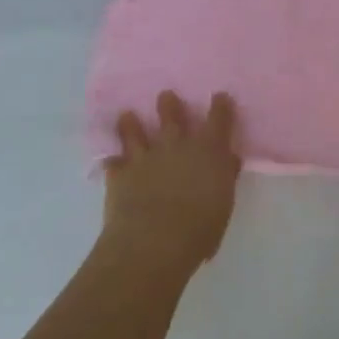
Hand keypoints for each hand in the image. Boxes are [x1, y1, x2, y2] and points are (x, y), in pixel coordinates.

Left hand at [102, 91, 241, 278]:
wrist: (155, 241)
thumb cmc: (200, 227)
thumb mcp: (224, 203)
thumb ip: (225, 177)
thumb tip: (227, 160)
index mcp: (209, 150)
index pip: (219, 119)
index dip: (220, 106)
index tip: (219, 97)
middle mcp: (177, 145)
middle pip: (172, 116)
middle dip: (169, 105)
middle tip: (166, 96)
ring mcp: (145, 157)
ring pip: (135, 132)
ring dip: (132, 124)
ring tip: (127, 115)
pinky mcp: (120, 174)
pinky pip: (113, 162)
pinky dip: (113, 161)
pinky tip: (110, 160)